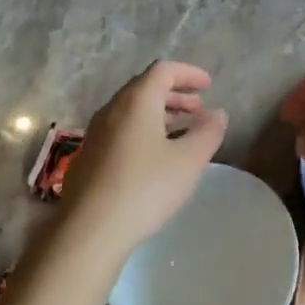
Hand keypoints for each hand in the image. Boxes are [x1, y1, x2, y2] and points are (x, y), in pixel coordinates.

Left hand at [61, 60, 226, 256]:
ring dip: (160, 114)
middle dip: (175, 94)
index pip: (164, 70)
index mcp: (136, 101)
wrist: (87, 234)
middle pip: (146, 87)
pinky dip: (143, 131)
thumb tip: (218, 113)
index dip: (189, 73)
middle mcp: (112, 109)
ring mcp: (95, 134)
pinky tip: (155, 158)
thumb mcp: (189, 161)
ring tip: (181, 133)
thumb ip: (208, 132)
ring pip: (132, 111)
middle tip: (198, 109)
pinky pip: (121, 130)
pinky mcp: (88, 158)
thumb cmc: (144, 189)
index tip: (209, 86)